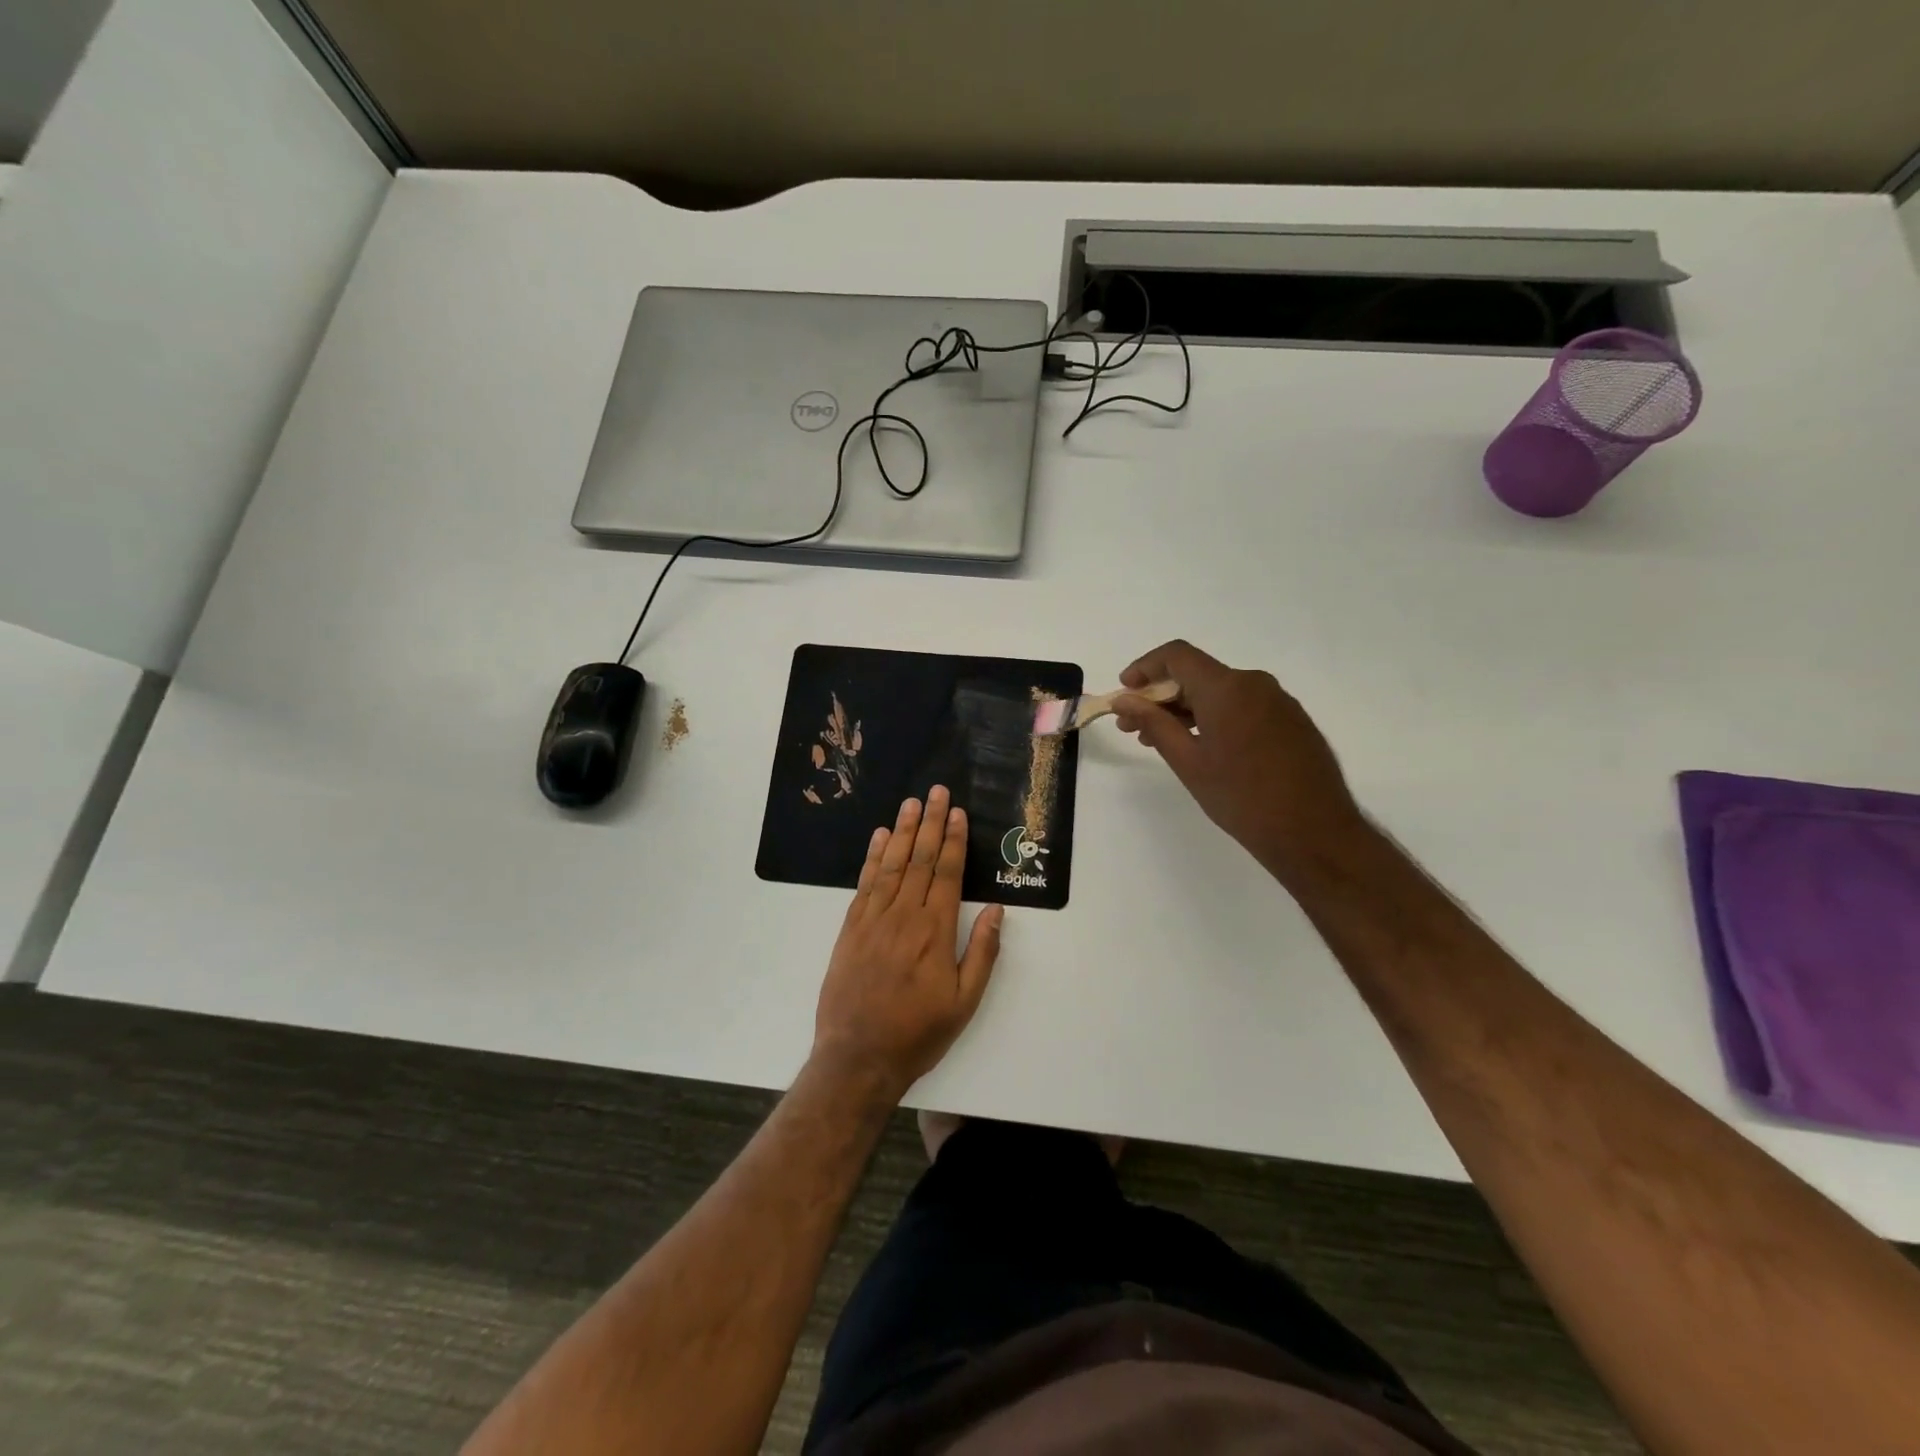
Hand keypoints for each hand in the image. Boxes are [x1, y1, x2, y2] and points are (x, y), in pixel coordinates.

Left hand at [812, 787, 1003, 1102]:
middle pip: (919, 859)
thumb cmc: (918, 1032)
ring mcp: (873, 919)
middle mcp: (903, 916)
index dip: (952, 840)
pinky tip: (880, 838)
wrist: (858, 1056)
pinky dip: (873, 857)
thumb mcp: (964, 1002)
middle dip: (930, 823)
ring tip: (910, 803)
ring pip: (891, 865)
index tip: (956, 812)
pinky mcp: (851, 928)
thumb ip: (982, 952)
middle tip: (935, 791)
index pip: (946, 873)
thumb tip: (995, 910)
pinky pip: (865, 884)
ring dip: (902, 831)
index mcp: (935, 931)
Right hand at [1113, 640, 1364, 877]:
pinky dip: (1214, 718)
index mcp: (1227, 688)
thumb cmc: (1242, 798)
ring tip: (1160, 741)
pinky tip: (1201, 748)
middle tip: (1132, 726)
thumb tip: (1124, 699)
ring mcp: (1278, 701)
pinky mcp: (1291, 721)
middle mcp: (1255, 683)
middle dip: (1160, 696)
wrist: (1314, 832)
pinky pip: (1242, 707)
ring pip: (1220, 692)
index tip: (1124, 692)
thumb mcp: (1188, 762)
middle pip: (1198, 674)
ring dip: (1186, 710)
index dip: (1144, 667)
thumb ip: (1153, 723)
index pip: (1177, 656)